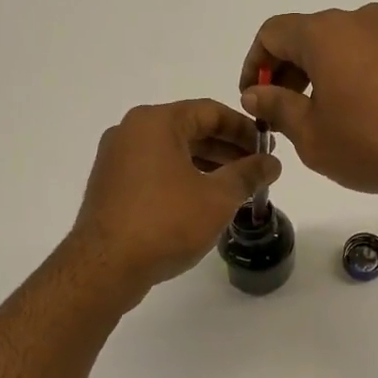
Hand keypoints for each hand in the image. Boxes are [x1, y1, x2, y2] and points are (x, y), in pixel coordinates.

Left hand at [70, 99, 281, 300]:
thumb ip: (248, 175)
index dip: (244, 128)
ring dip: (206, 165)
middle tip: (256, 170)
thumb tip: (272, 163)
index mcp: (155, 122)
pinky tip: (202, 202)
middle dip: (226, 149)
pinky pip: (155, 171)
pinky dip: (182, 178)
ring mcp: (116, 159)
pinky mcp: (111, 185)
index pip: (210, 111)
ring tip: (235, 188)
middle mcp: (131, 131)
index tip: (267, 148)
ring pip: (172, 152)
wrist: (106, 266)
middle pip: (189, 129)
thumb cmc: (166, 223)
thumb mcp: (217, 198)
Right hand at [238, 3, 377, 203]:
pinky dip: (351, 76)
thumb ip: (277, 107)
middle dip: (287, 72)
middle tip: (280, 113)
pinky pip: (370, 56)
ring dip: (319, 75)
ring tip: (319, 118)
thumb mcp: (311, 135)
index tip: (253, 98)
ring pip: (341, 46)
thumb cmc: (370, 144)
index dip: (255, 65)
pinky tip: (357, 115)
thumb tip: (256, 92)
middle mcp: (359, 20)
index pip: (272, 33)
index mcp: (325, 33)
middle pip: (307, 36)